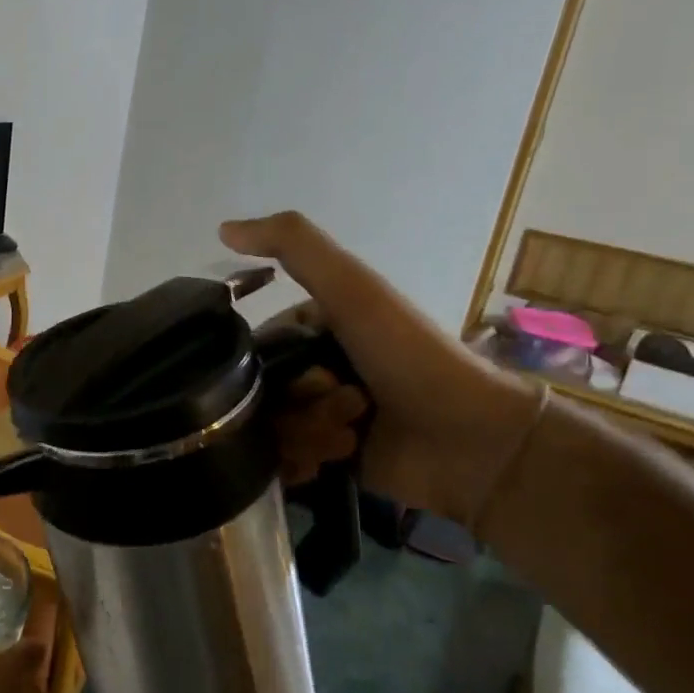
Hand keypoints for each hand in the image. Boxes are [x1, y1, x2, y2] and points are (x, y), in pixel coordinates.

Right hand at [223, 211, 538, 524]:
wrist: (471, 439)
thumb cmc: (408, 355)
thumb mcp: (352, 288)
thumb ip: (293, 245)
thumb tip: (222, 228)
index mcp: (316, 328)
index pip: (257, 346)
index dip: (271, 362)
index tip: (310, 371)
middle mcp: (314, 369)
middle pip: (262, 393)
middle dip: (295, 404)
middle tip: (342, 407)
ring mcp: (320, 417)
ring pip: (271, 430)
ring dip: (306, 434)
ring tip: (349, 437)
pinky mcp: (327, 459)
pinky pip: (284, 463)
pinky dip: (303, 464)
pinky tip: (334, 460)